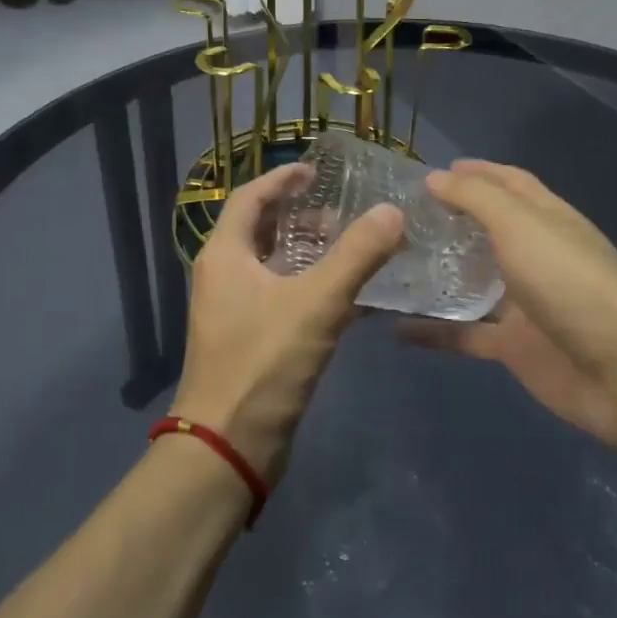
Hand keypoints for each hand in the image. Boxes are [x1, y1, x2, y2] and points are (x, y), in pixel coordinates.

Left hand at [170, 162, 404, 482]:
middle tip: (343, 213)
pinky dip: (313, 288)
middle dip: (301, 217)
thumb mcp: (316, 303)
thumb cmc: (263, 363)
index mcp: (225, 254)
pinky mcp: (251, 340)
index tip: (316, 171)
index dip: (282, 179)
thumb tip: (392, 211)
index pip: (250, 197)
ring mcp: (235, 310)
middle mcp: (224, 276)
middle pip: (261, 229)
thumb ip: (356, 255)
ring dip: (310, 253)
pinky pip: (284, 298)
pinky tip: (351, 297)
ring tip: (352, 249)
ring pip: (274, 266)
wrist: (230, 445)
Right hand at [403, 161, 616, 452]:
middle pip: (487, 232)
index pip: (508, 183)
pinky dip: (434, 332)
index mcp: (545, 219)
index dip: (475, 173)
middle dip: (448, 222)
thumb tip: (436, 177)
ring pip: (471, 283)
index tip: (431, 172)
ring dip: (436, 274)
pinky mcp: (514, 346)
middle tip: (397, 219)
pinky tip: (394, 327)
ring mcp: (524, 303)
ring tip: (388, 264)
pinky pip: (465, 335)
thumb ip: (477, 199)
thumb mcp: (522, 226)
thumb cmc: (571, 282)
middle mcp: (535, 255)